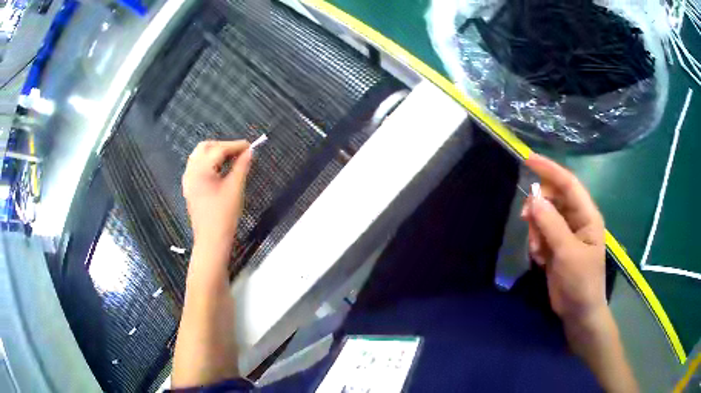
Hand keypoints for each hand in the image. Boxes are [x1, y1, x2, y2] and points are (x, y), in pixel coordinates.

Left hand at [182, 140, 252, 251]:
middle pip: (205, 147)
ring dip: (215, 153)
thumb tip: (249, 152)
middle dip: (223, 146)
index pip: (219, 149)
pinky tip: (219, 169)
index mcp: (201, 170)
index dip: (235, 146)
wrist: (211, 240)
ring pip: (199, 156)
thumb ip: (242, 166)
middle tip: (240, 152)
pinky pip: (197, 166)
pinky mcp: (189, 187)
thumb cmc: (224, 215)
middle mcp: (191, 171)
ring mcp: (188, 180)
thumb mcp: (235, 188)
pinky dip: (208, 162)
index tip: (250, 146)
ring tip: (231, 159)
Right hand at [520, 154, 606, 324]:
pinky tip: (540, 258)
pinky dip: (536, 242)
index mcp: (587, 215)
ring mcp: (565, 232)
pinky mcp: (556, 245)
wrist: (578, 311)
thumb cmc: (581, 282)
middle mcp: (577, 219)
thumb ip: (551, 225)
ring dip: (536, 229)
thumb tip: (533, 199)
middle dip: (538, 206)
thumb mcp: (568, 253)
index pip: (568, 183)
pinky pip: (540, 232)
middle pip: (553, 198)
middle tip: (526, 219)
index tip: (528, 159)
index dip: (549, 170)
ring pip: (544, 216)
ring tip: (537, 250)